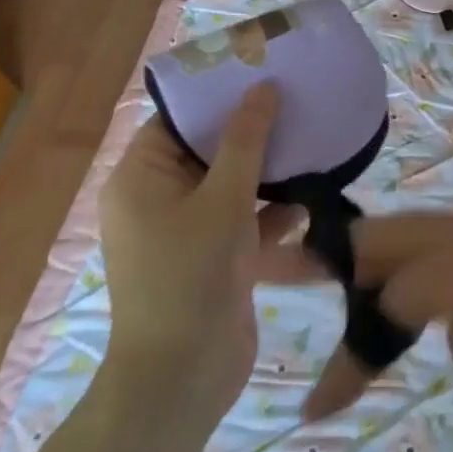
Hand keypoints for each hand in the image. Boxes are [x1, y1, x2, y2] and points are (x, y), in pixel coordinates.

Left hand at [99, 84, 311, 412]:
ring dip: (267, 173)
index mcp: (141, 178)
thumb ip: (245, 141)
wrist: (184, 376)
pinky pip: (242, 220)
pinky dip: (270, 212)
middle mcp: (157, 199)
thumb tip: (262, 88)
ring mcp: (186, 231)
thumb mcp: (223, 200)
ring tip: (311, 145)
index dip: (218, 97)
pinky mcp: (212, 258)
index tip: (262, 75)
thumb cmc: (192, 275)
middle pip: (207, 151)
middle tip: (295, 104)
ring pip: (230, 186)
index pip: (177, 121)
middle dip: (252, 134)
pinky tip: (309, 201)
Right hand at [303, 206, 452, 451]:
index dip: (386, 308)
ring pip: (427, 258)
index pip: (438, 263)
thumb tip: (433, 312)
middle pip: (422, 239)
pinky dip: (405, 307)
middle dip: (354, 261)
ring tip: (309, 289)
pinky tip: (372, 322)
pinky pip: (448, 283)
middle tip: (279, 264)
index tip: (342, 370)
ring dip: (373, 288)